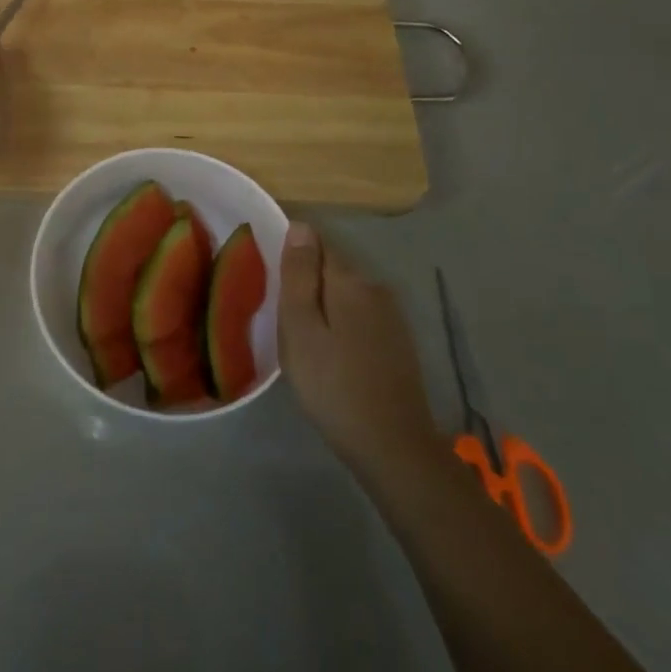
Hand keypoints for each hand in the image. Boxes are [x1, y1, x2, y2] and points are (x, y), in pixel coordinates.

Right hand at [278, 222, 440, 480]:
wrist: (392, 446)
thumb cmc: (332, 384)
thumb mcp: (301, 327)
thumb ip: (299, 274)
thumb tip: (300, 226)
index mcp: (350, 280)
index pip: (316, 243)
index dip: (291, 258)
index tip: (273, 285)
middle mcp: (375, 287)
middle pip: (332, 269)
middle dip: (307, 283)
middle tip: (282, 319)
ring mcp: (391, 316)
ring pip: (346, 294)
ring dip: (324, 306)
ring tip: (303, 339)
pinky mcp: (398, 342)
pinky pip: (360, 317)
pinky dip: (341, 325)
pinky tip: (331, 354)